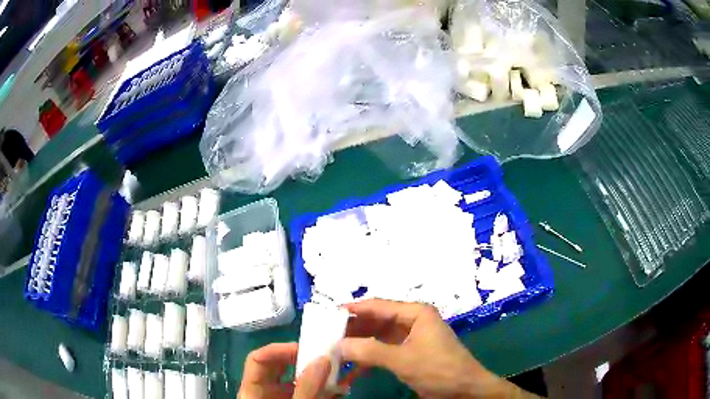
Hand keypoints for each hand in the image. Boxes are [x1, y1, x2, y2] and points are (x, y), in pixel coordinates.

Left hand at [238, 343, 330, 398]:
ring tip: (338, 370)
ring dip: (318, 373)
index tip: (305, 348)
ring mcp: (281, 396)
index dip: (278, 350)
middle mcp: (265, 390)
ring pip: (297, 376)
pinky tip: (340, 387)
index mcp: (252, 390)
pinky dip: (323, 387)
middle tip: (325, 356)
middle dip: (304, 358)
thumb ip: (306, 388)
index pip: (257, 358)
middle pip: (279, 365)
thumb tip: (323, 359)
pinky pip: (308, 389)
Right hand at [340, 299, 538, 398]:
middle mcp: (412, 321)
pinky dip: (369, 360)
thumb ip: (369, 351)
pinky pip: (384, 352)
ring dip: (359, 346)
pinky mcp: (410, 354)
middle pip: (376, 321)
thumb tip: (338, 344)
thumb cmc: (439, 369)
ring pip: (378, 338)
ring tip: (334, 353)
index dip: (352, 310)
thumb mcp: (403, 360)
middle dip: (353, 331)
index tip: (327, 315)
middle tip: (327, 337)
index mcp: (415, 313)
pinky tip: (352, 370)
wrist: (465, 390)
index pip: (377, 306)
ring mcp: (411, 339)